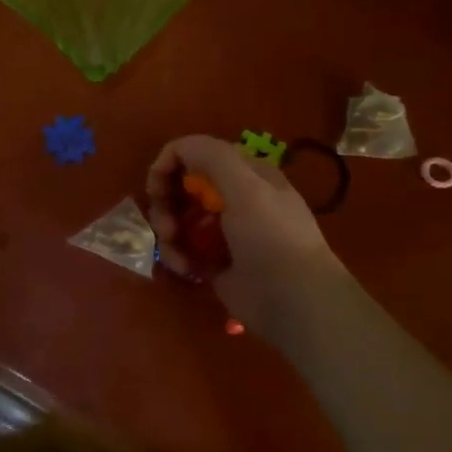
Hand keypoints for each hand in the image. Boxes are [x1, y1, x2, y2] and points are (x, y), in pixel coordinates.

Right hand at [145, 135, 340, 325]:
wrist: (294, 301)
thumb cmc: (271, 237)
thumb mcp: (245, 185)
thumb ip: (209, 155)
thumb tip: (174, 150)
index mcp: (246, 173)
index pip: (197, 154)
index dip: (172, 164)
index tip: (157, 186)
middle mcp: (234, 198)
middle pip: (182, 187)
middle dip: (166, 203)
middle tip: (166, 224)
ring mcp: (223, 231)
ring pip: (178, 219)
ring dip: (168, 232)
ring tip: (175, 251)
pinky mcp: (214, 261)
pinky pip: (182, 248)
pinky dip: (177, 255)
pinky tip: (186, 268)